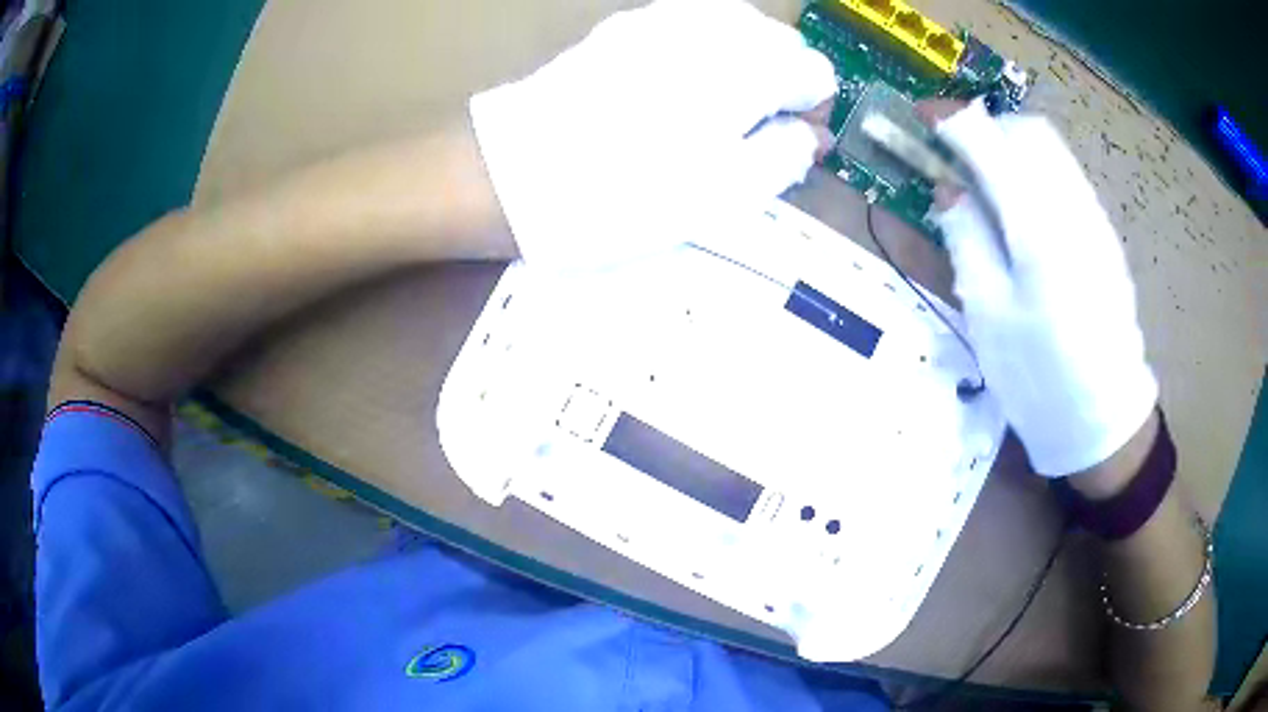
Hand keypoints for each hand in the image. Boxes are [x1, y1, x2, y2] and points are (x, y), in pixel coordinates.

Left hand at [469, 0, 835, 272]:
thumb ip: (785, 156)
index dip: (810, 113)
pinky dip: (703, 52)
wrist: (511, 174)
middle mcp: (711, 28)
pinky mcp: (623, 27)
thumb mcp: (724, 197)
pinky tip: (677, 88)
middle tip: (751, 134)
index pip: (816, 73)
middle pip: (779, 43)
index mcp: (748, 67)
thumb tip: (810, 133)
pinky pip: (688, 26)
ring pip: (735, 29)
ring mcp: (661, 19)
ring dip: (744, 65)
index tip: (788, 145)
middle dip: (780, 83)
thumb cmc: (624, 194)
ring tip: (716, 113)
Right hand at [925, 99, 1157, 476]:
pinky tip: (1022, 212)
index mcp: (1038, 230)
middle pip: (1028, 132)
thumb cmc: (1038, 377)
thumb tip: (949, 187)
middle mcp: (1072, 208)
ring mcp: (1095, 219)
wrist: (1104, 418)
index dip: (952, 120)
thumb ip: (966, 238)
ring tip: (986, 182)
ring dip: (1011, 148)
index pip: (991, 142)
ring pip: (1051, 151)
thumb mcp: (987, 314)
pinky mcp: (1104, 234)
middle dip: (986, 128)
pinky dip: (1035, 172)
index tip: (923, 118)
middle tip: (957, 156)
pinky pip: (1066, 177)